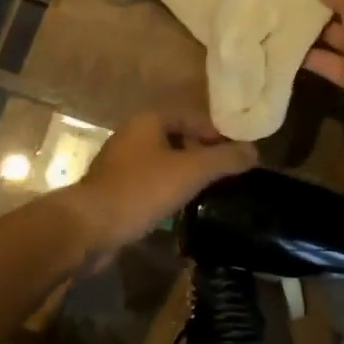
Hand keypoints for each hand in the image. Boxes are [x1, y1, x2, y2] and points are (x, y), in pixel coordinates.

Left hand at [63, 112, 257, 258]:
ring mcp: (120, 163)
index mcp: (148, 121)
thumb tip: (254, 151)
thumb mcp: (189, 172)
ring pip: (163, 162)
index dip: (216, 132)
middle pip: (177, 137)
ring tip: (210, 191)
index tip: (237, 153)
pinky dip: (168, 190)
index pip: (191, 116)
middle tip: (227, 173)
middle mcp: (132, 135)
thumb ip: (223, 160)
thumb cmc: (140, 190)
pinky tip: (181, 208)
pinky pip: (150, 182)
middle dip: (202, 153)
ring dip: (185, 173)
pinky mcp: (115, 189)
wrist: (88, 227)